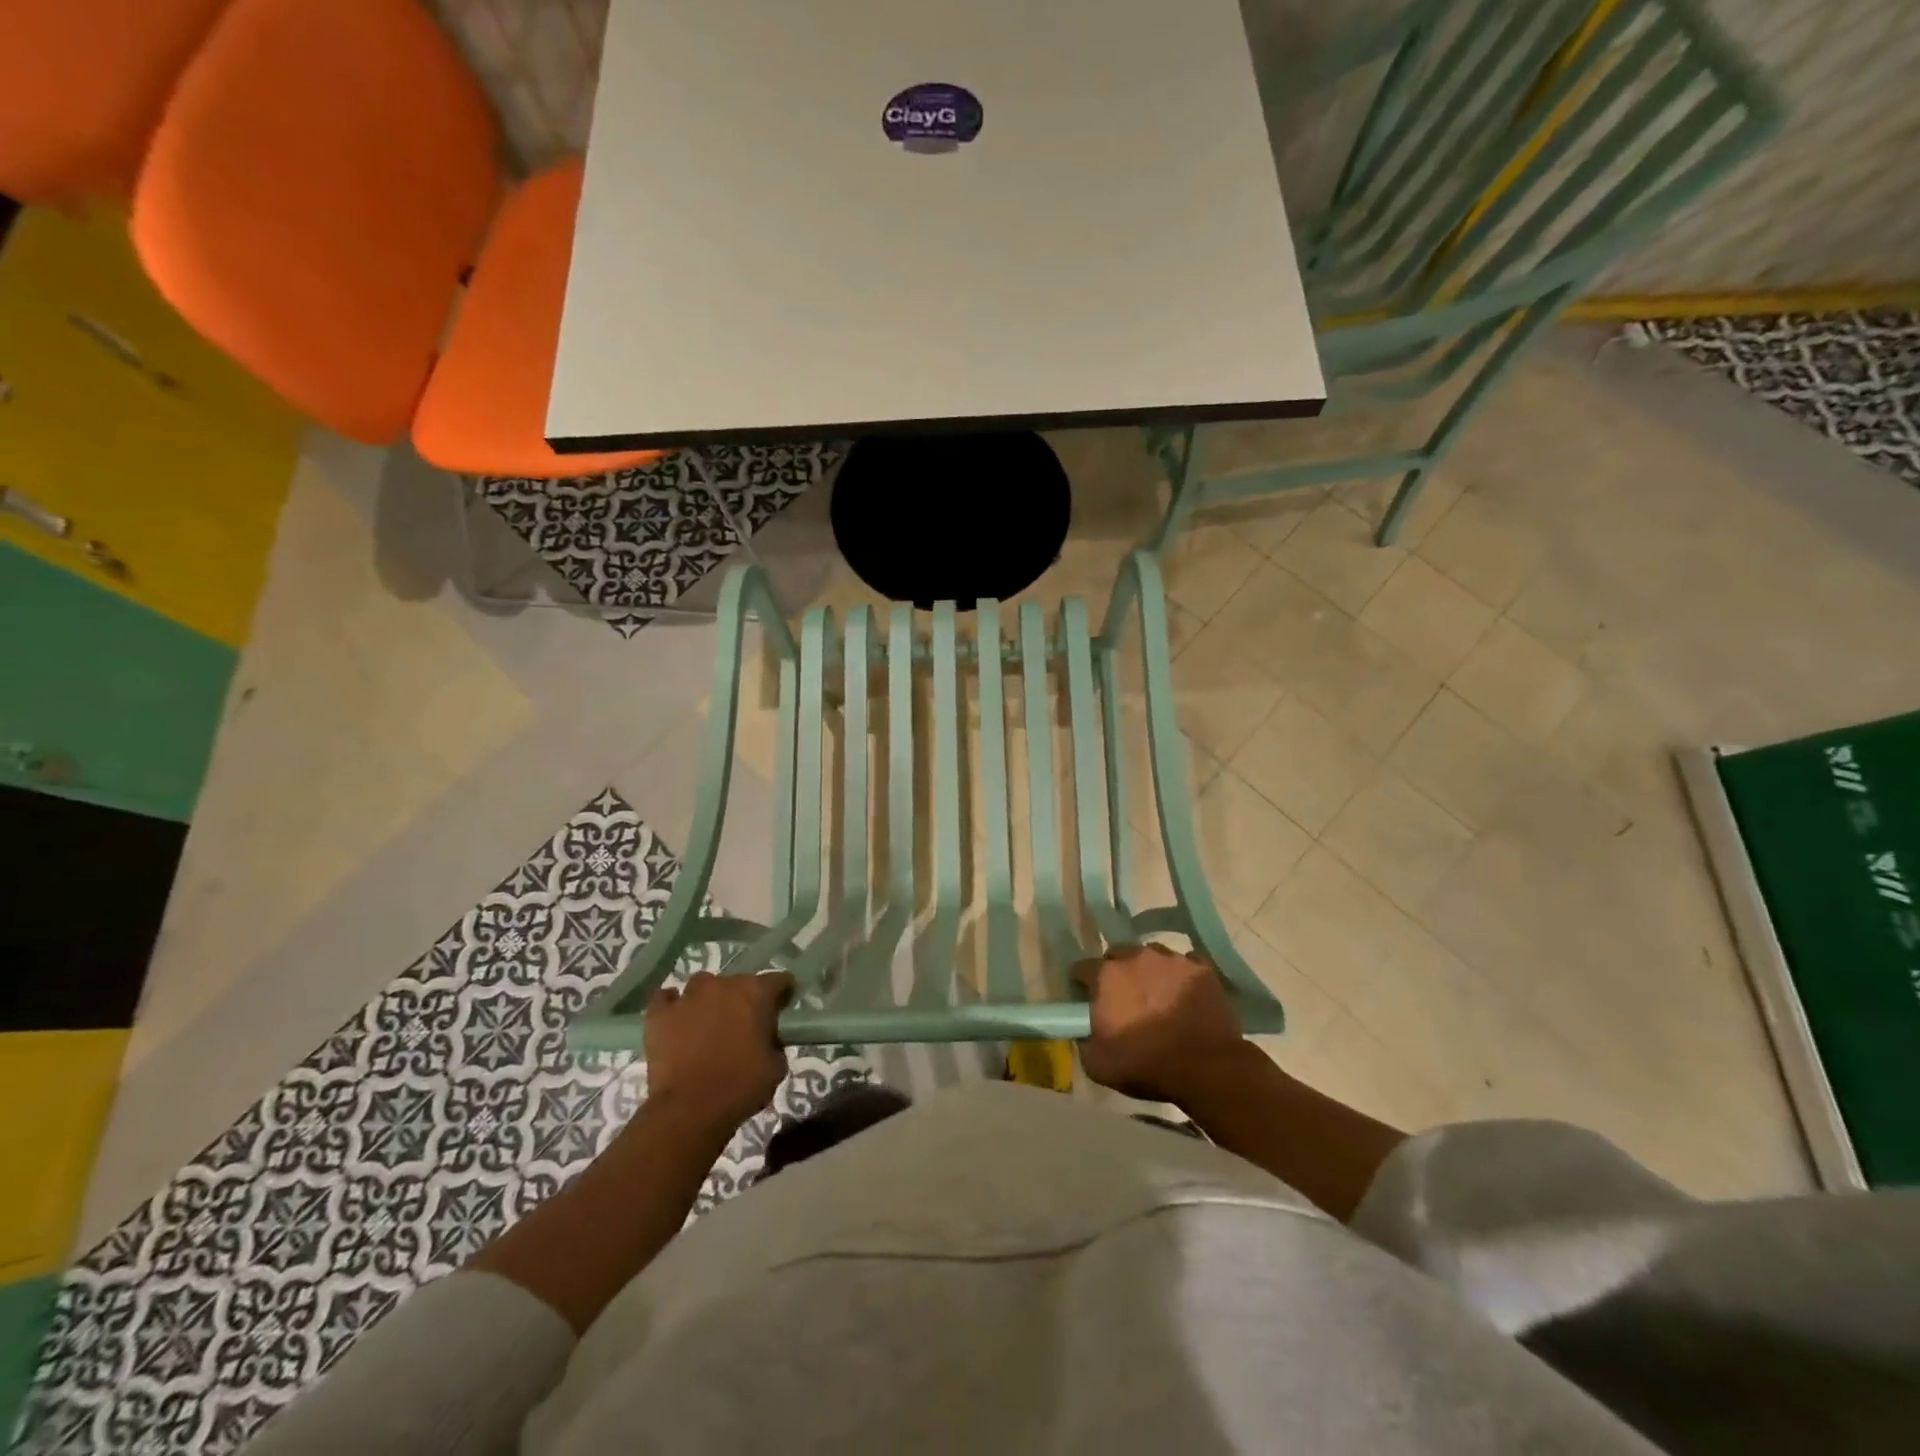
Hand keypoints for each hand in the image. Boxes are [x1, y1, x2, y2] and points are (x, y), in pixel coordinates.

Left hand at [644, 971, 793, 1131]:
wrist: (689, 1111)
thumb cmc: (740, 1087)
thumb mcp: (776, 1067)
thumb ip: (774, 1042)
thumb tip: (766, 1038)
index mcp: (756, 993)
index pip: (778, 980)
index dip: (782, 994)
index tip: (781, 1009)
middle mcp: (723, 985)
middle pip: (739, 981)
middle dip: (743, 998)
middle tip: (743, 1024)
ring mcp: (688, 997)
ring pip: (701, 984)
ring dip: (708, 999)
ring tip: (707, 1021)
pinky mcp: (659, 1014)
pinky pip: (664, 998)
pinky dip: (671, 1004)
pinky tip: (675, 1018)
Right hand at [1073, 944, 1246, 1102]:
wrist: (1206, 1068)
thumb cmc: (1146, 1065)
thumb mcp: (1097, 1065)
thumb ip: (1083, 1040)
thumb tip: (1083, 1031)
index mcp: (1106, 976)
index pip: (1082, 968)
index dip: (1081, 984)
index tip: (1086, 999)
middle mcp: (1136, 957)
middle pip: (1118, 954)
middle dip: (1116, 971)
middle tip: (1123, 998)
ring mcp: (1172, 959)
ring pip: (1152, 954)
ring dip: (1149, 970)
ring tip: (1156, 994)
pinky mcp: (1202, 969)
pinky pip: (1185, 963)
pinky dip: (1181, 975)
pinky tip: (1184, 993)